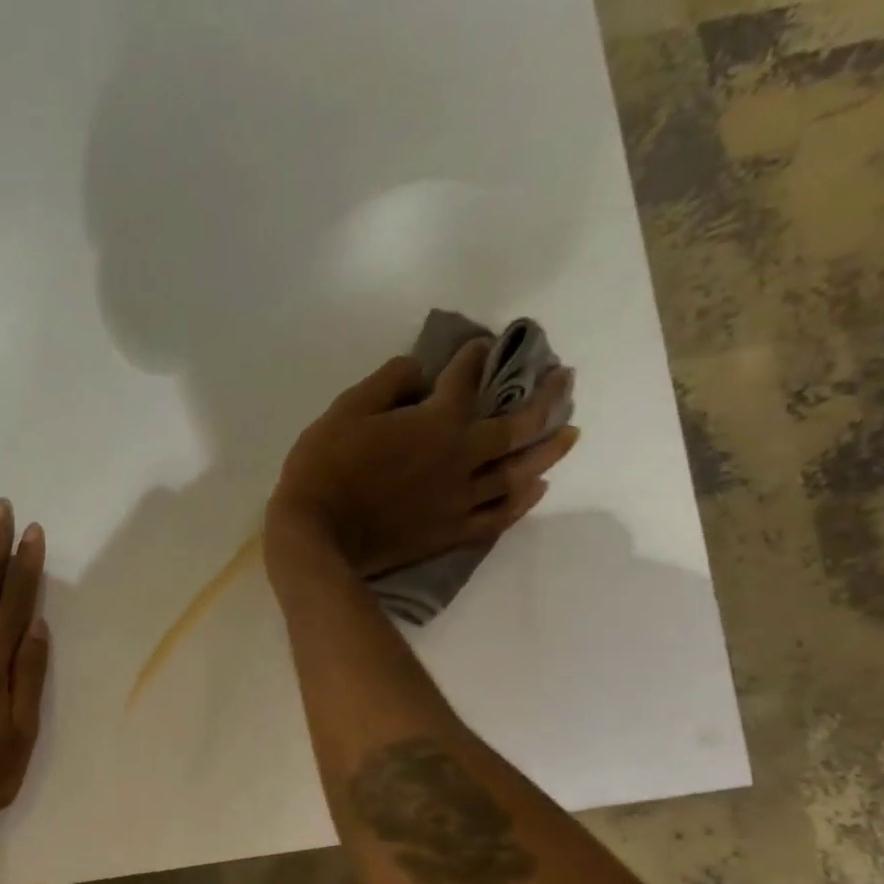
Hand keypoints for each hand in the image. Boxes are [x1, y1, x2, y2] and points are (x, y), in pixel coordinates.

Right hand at [266, 339, 579, 576]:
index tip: (482, 346)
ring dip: (548, 449)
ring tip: (568, 434)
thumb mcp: (343, 412)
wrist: (315, 537)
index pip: (465, 380)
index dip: (475, 358)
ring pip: (519, 471)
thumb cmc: (323, 470)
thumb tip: (419, 371)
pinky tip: (535, 489)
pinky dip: (521, 502)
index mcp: (435, 422)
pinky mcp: (450, 532)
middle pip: (518, 425)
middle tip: (564, 380)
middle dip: (545, 397)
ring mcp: (461, 499)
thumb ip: (386, 384)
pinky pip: (498, 516)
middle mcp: (461, 457)